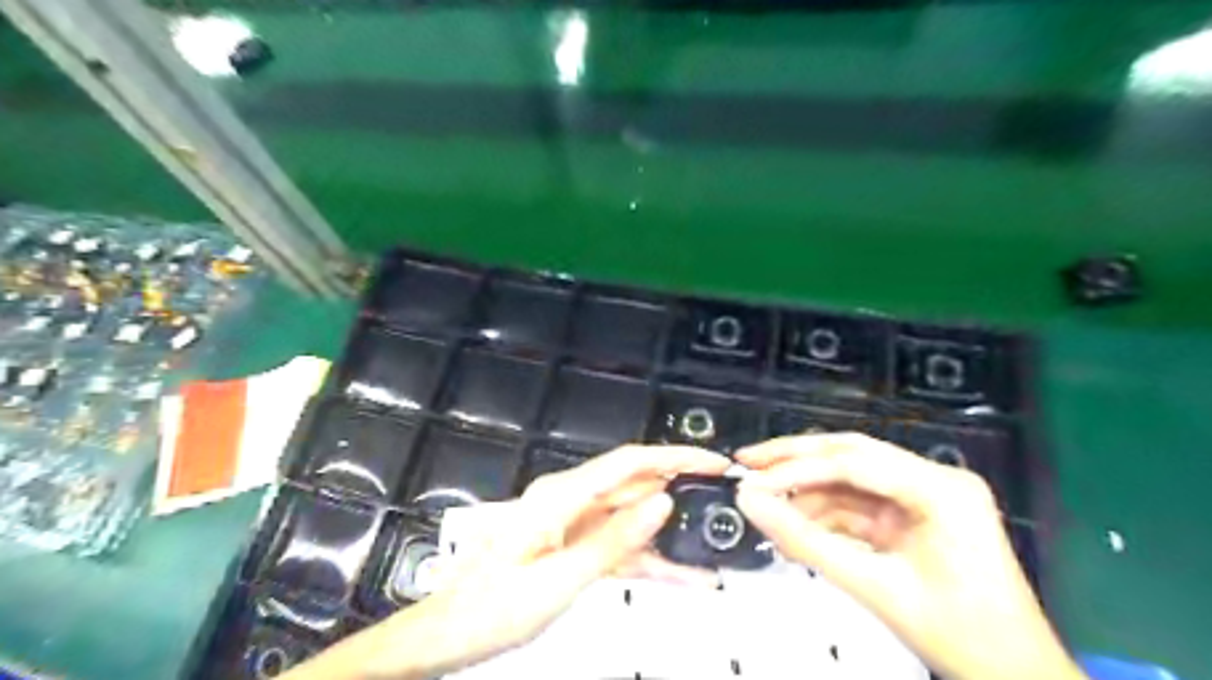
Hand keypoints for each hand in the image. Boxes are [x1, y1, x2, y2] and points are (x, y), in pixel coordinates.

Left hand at [282, 442, 728, 676]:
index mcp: (561, 496)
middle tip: (721, 499)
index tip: (711, 462)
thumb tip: (660, 504)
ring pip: (631, 518)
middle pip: (634, 485)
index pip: (629, 462)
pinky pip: (619, 545)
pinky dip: (647, 559)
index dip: (674, 457)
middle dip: (679, 490)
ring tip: (708, 546)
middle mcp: (569, 500)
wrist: (449, 634)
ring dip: (667, 533)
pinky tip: (679, 574)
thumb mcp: (559, 580)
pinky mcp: (575, 545)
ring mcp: (573, 522)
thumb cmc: (491, 607)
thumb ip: (614, 540)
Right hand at [734, 432, 1084, 679]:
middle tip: (747, 462)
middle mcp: (933, 479)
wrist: (1015, 679)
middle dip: (795, 460)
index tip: (751, 482)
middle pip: (850, 455)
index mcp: (940, 488)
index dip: (795, 469)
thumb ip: (806, 542)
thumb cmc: (960, 636)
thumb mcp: (875, 588)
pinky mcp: (912, 515)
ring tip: (764, 504)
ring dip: (806, 492)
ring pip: (849, 478)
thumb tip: (750, 503)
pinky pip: (857, 504)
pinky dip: (824, 515)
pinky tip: (794, 525)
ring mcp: (923, 496)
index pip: (853, 463)